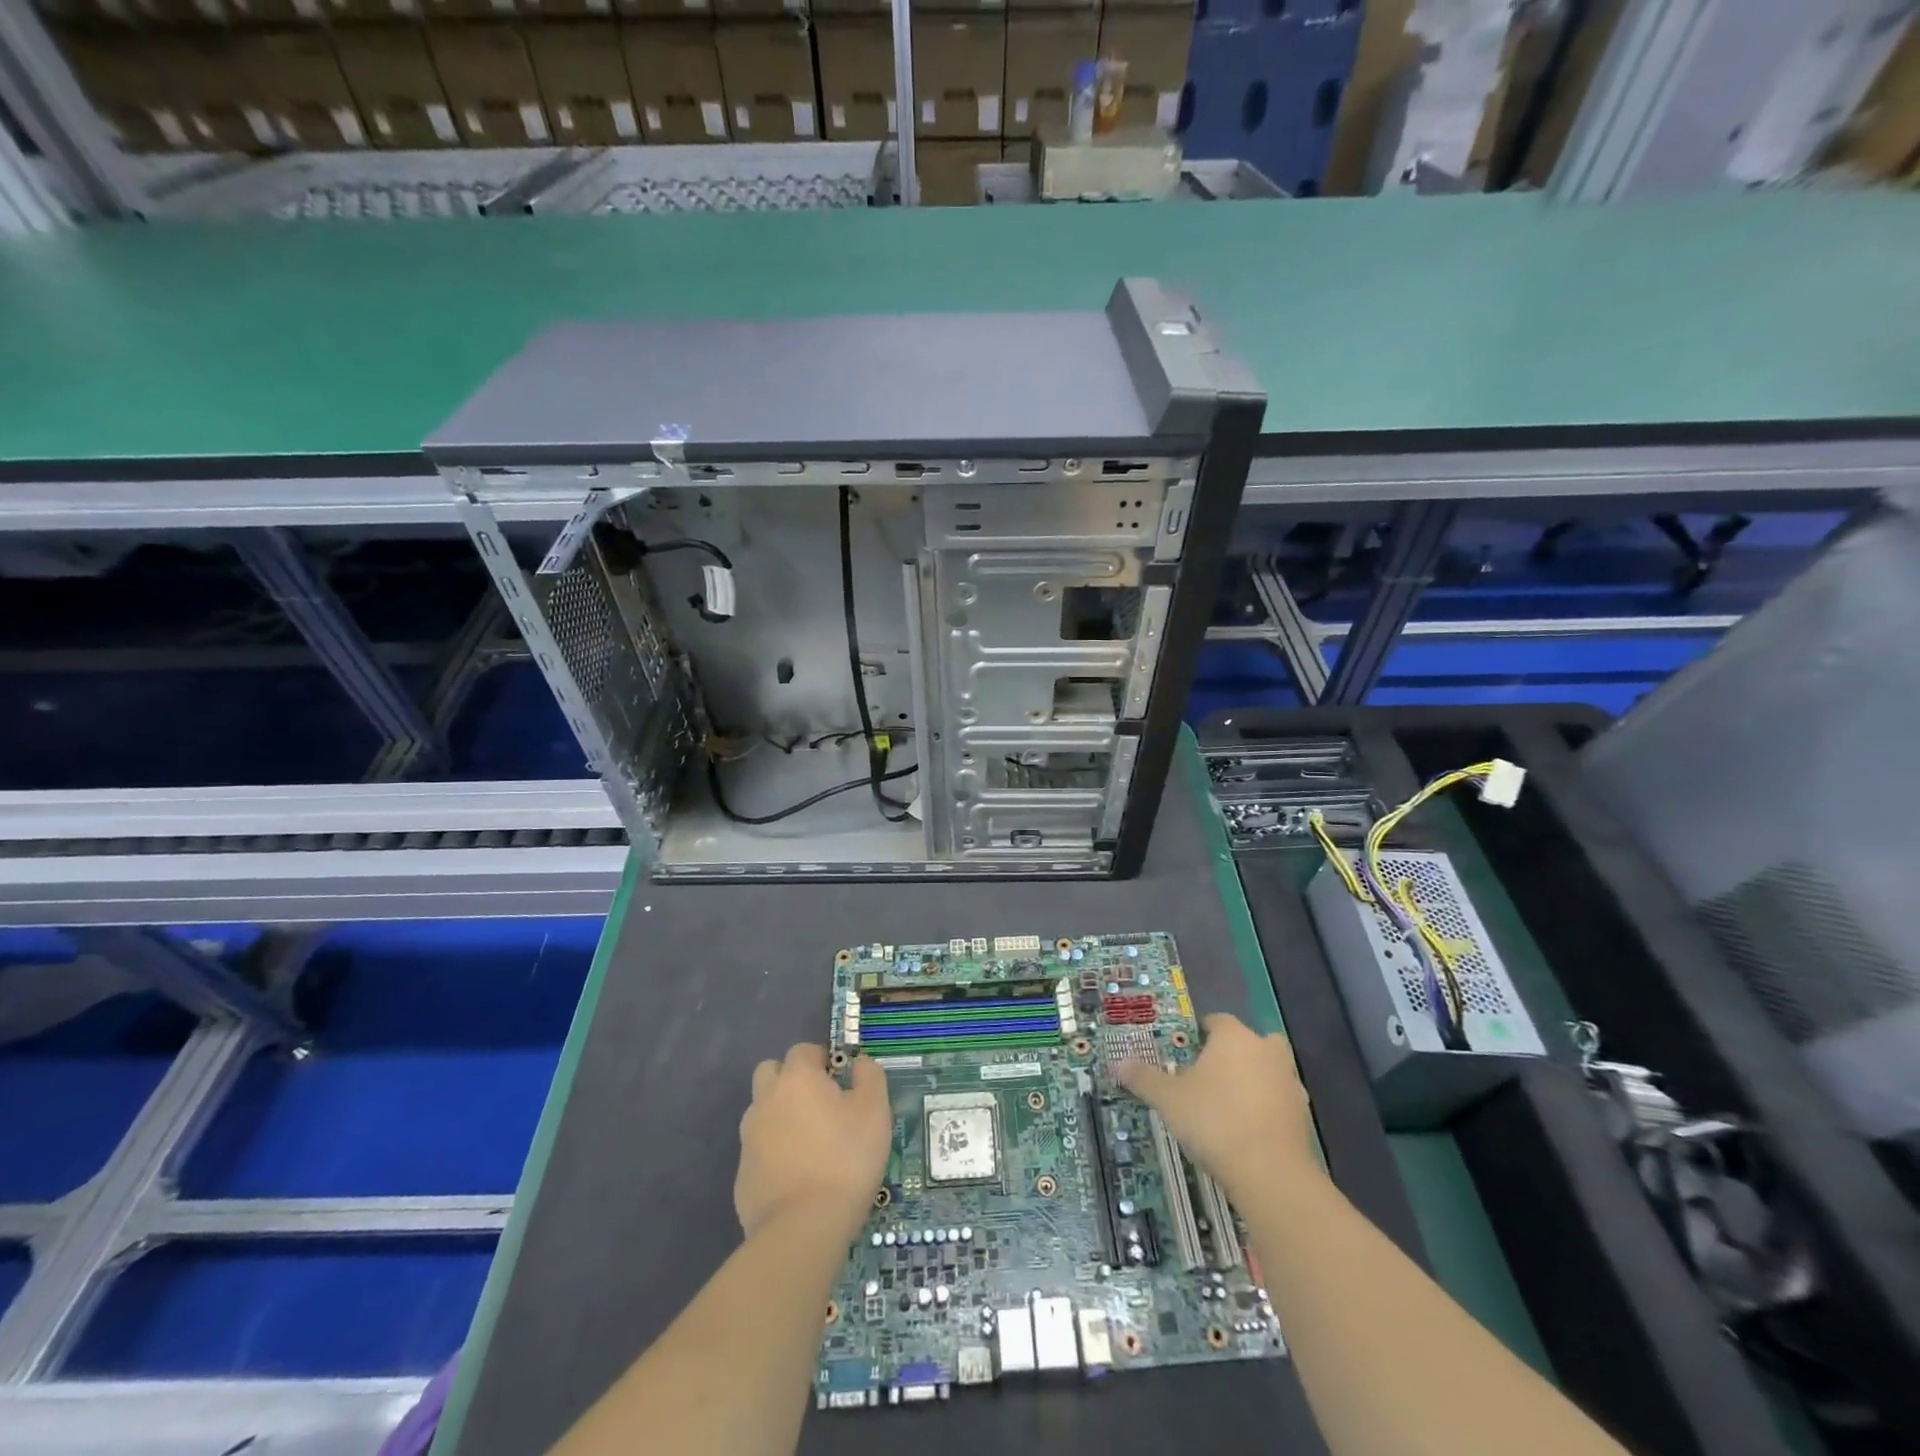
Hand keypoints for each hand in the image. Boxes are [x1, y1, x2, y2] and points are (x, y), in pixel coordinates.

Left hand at [735, 1044, 891, 1241]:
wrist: (803, 1229)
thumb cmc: (845, 1159)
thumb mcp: (874, 1110)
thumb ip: (869, 1076)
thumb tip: (859, 1063)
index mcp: (796, 1079)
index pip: (802, 1050)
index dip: (821, 1058)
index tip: (839, 1078)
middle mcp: (765, 1101)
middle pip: (770, 1073)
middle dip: (790, 1079)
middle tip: (819, 1103)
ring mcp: (749, 1139)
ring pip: (762, 1112)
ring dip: (781, 1116)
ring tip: (810, 1142)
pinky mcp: (742, 1177)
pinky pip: (759, 1151)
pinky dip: (775, 1153)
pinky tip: (798, 1176)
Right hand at [1117, 1013, 1316, 1197]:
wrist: (1269, 1173)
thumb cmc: (1213, 1120)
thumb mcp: (1168, 1099)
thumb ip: (1144, 1078)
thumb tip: (1119, 1063)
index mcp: (1234, 1038)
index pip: (1216, 1021)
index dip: (1200, 1032)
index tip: (1185, 1050)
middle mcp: (1266, 1051)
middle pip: (1250, 1042)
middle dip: (1234, 1054)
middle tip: (1209, 1075)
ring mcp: (1289, 1083)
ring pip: (1268, 1071)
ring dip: (1253, 1082)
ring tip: (1226, 1106)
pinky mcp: (1302, 1117)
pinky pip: (1279, 1102)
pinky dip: (1265, 1110)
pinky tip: (1246, 1131)